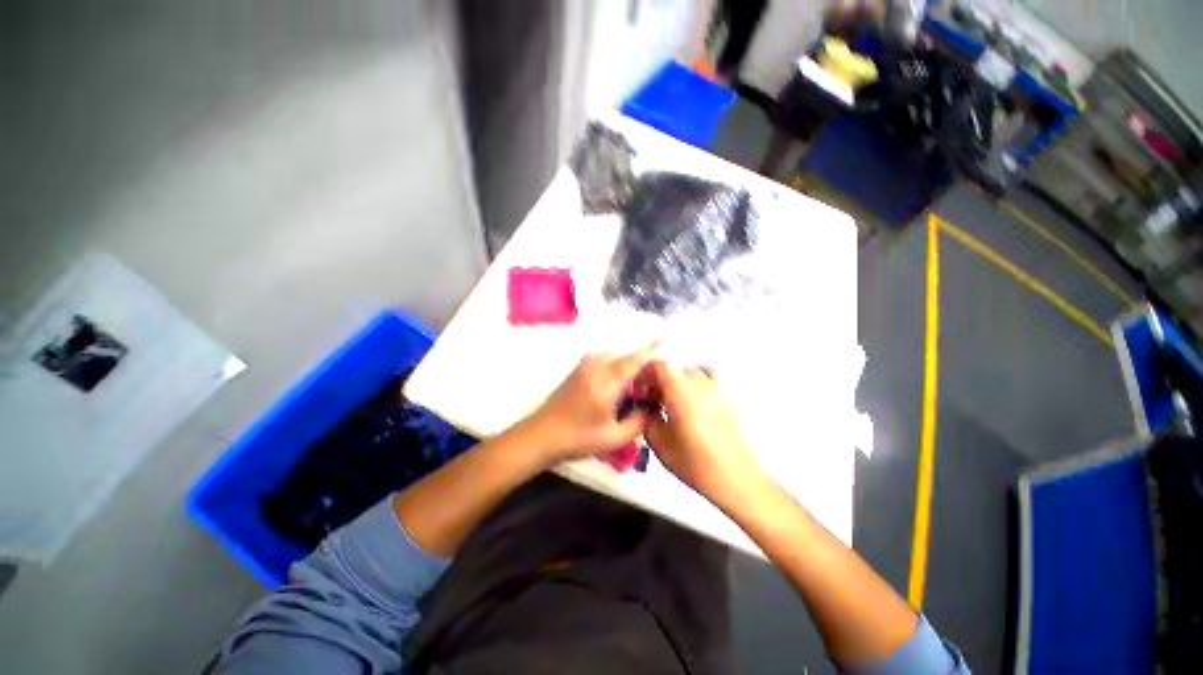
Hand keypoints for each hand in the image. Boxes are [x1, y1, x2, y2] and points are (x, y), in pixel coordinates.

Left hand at [521, 345, 657, 463]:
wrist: (541, 434)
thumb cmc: (578, 438)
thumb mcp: (614, 437)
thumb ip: (638, 422)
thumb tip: (652, 408)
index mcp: (607, 382)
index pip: (634, 360)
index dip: (651, 350)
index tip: (667, 341)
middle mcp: (596, 367)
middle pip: (625, 356)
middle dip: (641, 362)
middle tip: (651, 380)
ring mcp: (585, 365)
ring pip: (613, 354)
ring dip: (626, 362)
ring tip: (635, 381)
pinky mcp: (578, 368)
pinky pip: (602, 357)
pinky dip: (614, 361)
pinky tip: (616, 379)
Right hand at [643, 362, 764, 505]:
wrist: (735, 477)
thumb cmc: (694, 462)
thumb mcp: (659, 444)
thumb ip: (647, 419)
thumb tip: (648, 409)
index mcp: (679, 391)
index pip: (658, 365)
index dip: (644, 375)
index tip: (640, 392)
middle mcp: (698, 383)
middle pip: (673, 369)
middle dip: (658, 382)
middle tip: (652, 403)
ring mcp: (715, 388)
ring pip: (689, 373)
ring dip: (676, 383)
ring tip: (672, 403)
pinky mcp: (727, 398)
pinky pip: (708, 378)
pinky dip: (696, 382)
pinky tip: (693, 400)